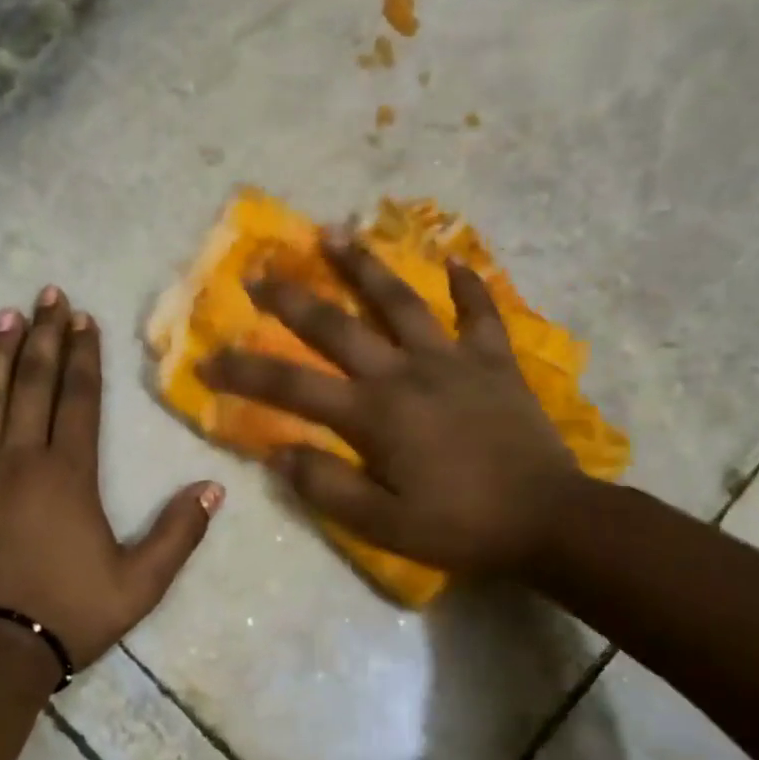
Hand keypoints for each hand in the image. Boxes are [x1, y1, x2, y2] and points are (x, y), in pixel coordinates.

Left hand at [0, 287, 223, 669]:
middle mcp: (19, 459)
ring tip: (5, 315)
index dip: (84, 356)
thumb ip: (179, 534)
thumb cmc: (67, 616)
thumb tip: (214, 489)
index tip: (83, 318)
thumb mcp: (140, 585)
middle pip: (33, 384)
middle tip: (48, 295)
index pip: (80, 399)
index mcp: (68, 475)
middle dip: (44, 336)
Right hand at [198, 233, 584, 579]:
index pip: (292, 386)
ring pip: (402, 302)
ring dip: (365, 266)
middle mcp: (405, 374)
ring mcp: (453, 361)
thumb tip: (276, 453)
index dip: (245, 371)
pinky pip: (480, 314)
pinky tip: (454, 260)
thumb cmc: (460, 526)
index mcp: (373, 415)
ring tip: (336, 233)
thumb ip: (326, 486)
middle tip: (260, 271)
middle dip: (292, 299)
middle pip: (338, 326)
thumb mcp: (382, 525)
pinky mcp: (494, 363)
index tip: (208, 358)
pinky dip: (468, 286)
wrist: (550, 521)